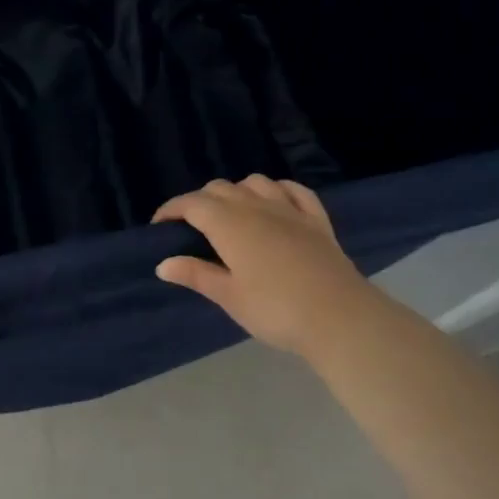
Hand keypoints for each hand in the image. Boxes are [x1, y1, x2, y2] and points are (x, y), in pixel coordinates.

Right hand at [153, 175, 376, 359]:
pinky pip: (293, 190)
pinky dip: (277, 189)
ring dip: (236, 191)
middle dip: (200, 201)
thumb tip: (163, 263)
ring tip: (230, 214)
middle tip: (190, 228)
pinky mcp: (317, 220)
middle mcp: (257, 206)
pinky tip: (274, 201)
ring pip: (255, 182)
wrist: (339, 316)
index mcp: (230, 223)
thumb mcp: (229, 296)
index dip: (172, 209)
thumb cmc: (275, 309)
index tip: (159, 226)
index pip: (192, 204)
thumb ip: (196, 274)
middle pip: (221, 189)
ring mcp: (290, 209)